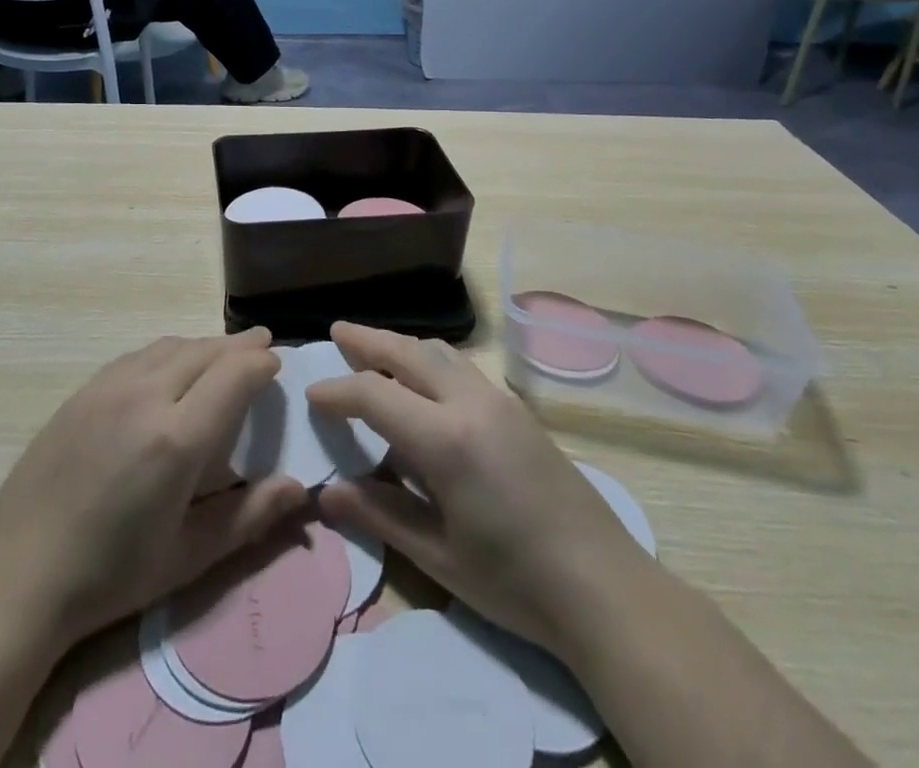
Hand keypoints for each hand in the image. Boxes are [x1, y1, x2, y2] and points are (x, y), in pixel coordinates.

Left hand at [0, 330, 308, 651]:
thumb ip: (249, 517)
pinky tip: (170, 367)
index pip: (234, 374)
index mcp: (176, 439)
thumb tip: (300, 487)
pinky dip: (168, 352)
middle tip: (262, 345)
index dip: (261, 363)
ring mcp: (108, 388)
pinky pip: (138, 356)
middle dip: (239, 346)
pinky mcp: (82, 391)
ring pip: (170, 346)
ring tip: (223, 353)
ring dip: (203, 345)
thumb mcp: (187, 558)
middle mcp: (145, 397)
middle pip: (204, 351)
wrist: (17, 576)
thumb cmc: (110, 577)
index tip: (277, 363)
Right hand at [308, 323, 647, 663]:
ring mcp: (499, 401)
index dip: (338, 392)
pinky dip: (431, 360)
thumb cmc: (514, 581)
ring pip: (440, 353)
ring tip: (375, 349)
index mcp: (445, 438)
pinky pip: (463, 367)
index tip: (313, 395)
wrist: (605, 587)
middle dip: (368, 340)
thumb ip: (380, 515)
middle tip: (338, 331)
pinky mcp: (518, 410)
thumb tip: (327, 494)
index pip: (375, 394)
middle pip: (408, 352)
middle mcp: (470, 403)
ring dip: (402, 345)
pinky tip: (425, 381)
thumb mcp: (438, 556)